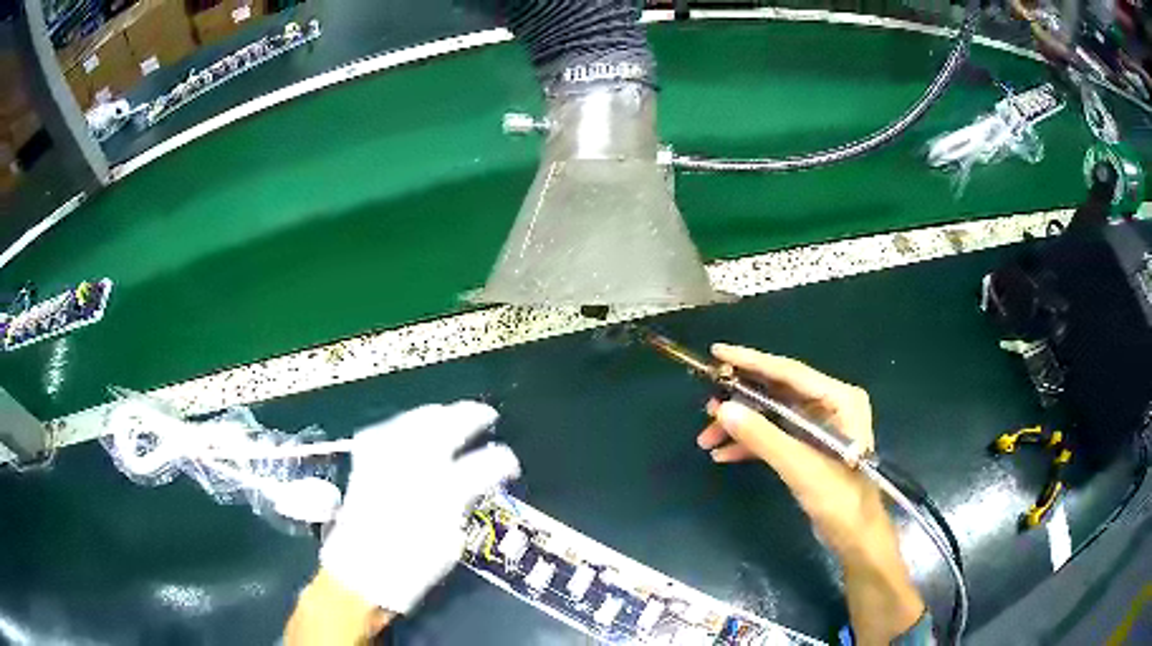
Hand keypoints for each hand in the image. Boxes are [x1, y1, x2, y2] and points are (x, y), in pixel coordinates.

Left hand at [320, 401, 520, 614]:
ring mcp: (387, 461)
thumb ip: (463, 507)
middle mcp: (415, 468)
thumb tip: (474, 485)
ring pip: (414, 420)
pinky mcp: (365, 463)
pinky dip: (399, 425)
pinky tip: (406, 428)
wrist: (361, 574)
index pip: (484, 465)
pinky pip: (383, 431)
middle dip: (470, 416)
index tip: (510, 462)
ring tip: (449, 414)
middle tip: (485, 416)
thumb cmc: (411, 567)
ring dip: (437, 414)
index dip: (503, 460)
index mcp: (444, 493)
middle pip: (447, 426)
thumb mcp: (450, 543)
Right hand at [697, 344, 883, 552]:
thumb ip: (762, 437)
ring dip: (741, 426)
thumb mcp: (799, 466)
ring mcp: (818, 426)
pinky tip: (724, 454)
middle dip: (741, 401)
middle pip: (777, 392)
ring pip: (772, 415)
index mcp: (838, 398)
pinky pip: (775, 436)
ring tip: (707, 438)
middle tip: (706, 406)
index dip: (751, 362)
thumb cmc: (838, 498)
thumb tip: (722, 408)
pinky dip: (751, 443)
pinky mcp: (808, 447)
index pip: (789, 372)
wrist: (854, 536)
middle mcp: (829, 405)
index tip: (716, 352)